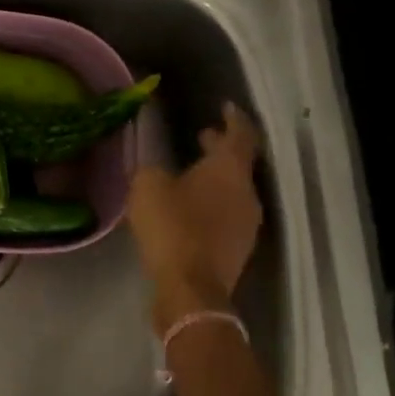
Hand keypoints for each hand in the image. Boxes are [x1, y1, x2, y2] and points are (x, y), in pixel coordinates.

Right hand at [129, 103, 264, 333]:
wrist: (190, 289)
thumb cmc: (171, 226)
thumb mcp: (148, 185)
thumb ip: (153, 169)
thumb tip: (158, 170)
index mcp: (229, 170)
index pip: (240, 135)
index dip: (234, 118)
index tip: (226, 106)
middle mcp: (246, 194)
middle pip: (238, 163)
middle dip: (220, 148)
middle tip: (202, 136)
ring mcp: (246, 225)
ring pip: (233, 190)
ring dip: (215, 178)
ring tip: (190, 172)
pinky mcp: (236, 250)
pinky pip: (227, 215)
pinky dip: (211, 203)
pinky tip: (188, 206)